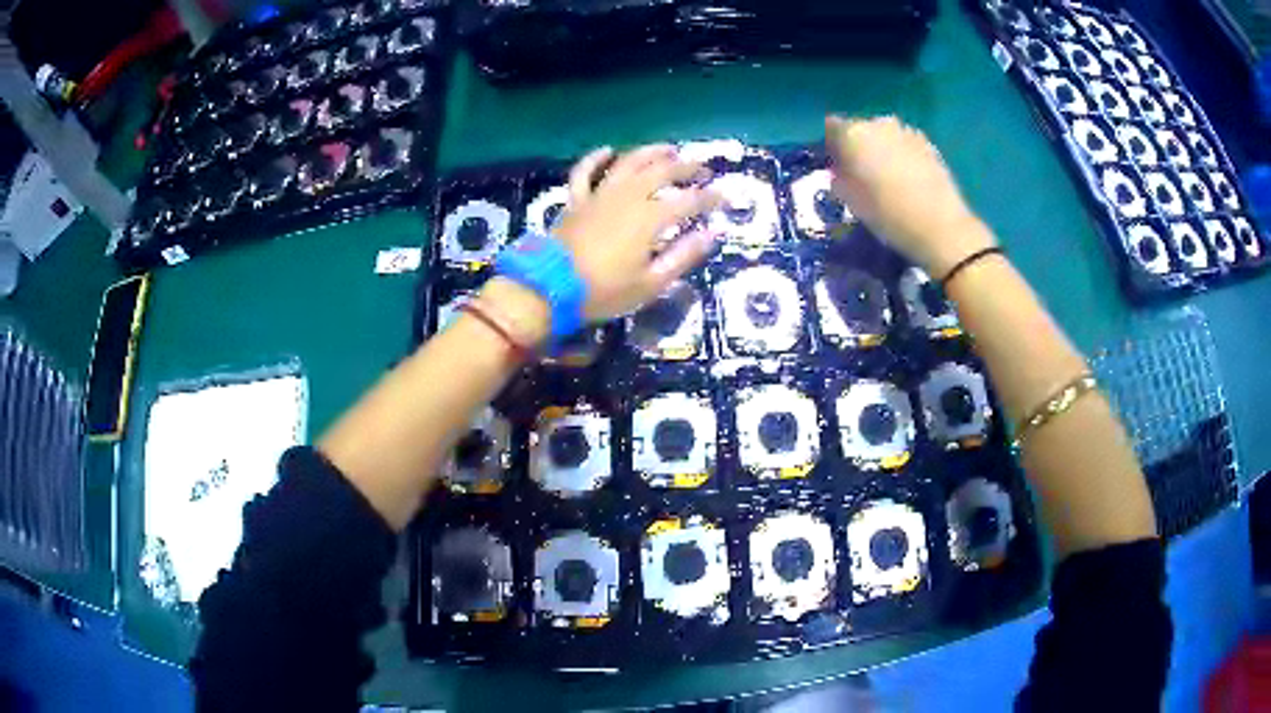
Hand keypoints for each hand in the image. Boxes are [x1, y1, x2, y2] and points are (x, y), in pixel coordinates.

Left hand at [554, 145, 722, 321]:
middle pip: (661, 172)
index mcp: (650, 217)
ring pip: (628, 163)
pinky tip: (608, 150)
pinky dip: (596, 159)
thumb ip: (683, 255)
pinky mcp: (577, 200)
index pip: (689, 201)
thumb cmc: (605, 291)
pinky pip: (585, 172)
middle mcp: (628, 196)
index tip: (726, 197)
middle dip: (686, 167)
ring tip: (668, 148)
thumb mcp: (651, 282)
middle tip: (702, 167)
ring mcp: (600, 195)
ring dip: (650, 152)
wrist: (550, 287)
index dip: (710, 198)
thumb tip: (713, 234)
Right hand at [825, 115, 994, 277]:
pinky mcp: (927, 143)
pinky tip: (907, 178)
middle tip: (861, 173)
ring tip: (887, 176)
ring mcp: (905, 131)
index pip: (831, 127)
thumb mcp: (852, 202)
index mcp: (853, 134)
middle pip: (859, 128)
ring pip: (883, 134)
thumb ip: (839, 180)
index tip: (836, 165)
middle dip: (858, 146)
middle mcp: (878, 123)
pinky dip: (901, 154)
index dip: (832, 145)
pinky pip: (904, 143)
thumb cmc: (888, 215)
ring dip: (881, 149)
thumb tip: (839, 172)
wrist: (941, 226)